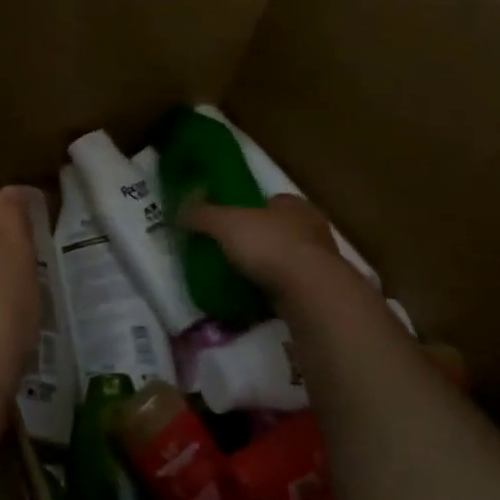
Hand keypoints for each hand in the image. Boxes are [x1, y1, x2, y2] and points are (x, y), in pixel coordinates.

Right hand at [184, 194, 367, 305]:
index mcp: (293, 204)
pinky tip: (256, 299)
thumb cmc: (268, 245)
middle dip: (258, 239)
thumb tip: (179, 212)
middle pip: (278, 229)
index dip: (249, 210)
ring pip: (287, 258)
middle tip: (231, 252)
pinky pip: (291, 285)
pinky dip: (275, 290)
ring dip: (268, 266)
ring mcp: (320, 260)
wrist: (309, 291)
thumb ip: (201, 215)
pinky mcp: (320, 289)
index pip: (270, 201)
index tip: (228, 224)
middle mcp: (312, 227)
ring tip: (240, 278)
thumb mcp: (224, 223)